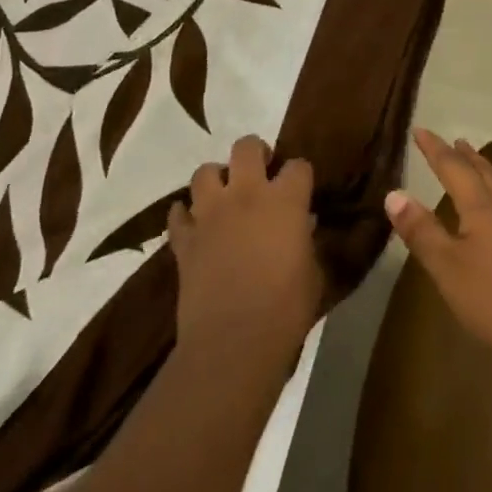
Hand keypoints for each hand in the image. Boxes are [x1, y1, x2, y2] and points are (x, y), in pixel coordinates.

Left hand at [166, 136, 322, 364]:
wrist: (233, 344)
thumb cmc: (285, 310)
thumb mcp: (313, 274)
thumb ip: (308, 243)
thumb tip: (304, 227)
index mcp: (285, 200)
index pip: (298, 165)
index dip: (301, 174)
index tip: (302, 188)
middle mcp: (246, 195)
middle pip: (246, 147)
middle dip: (256, 152)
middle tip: (261, 171)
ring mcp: (210, 215)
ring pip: (204, 172)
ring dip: (216, 179)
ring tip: (224, 195)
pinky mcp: (184, 240)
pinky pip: (177, 214)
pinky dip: (185, 215)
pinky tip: (195, 225)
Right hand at [384, 129, 491, 374]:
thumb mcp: (449, 269)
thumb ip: (422, 232)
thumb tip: (394, 193)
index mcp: (482, 207)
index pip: (453, 168)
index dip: (435, 149)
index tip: (420, 130)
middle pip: (483, 172)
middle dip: (465, 156)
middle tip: (455, 141)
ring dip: (484, 172)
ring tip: (475, 166)